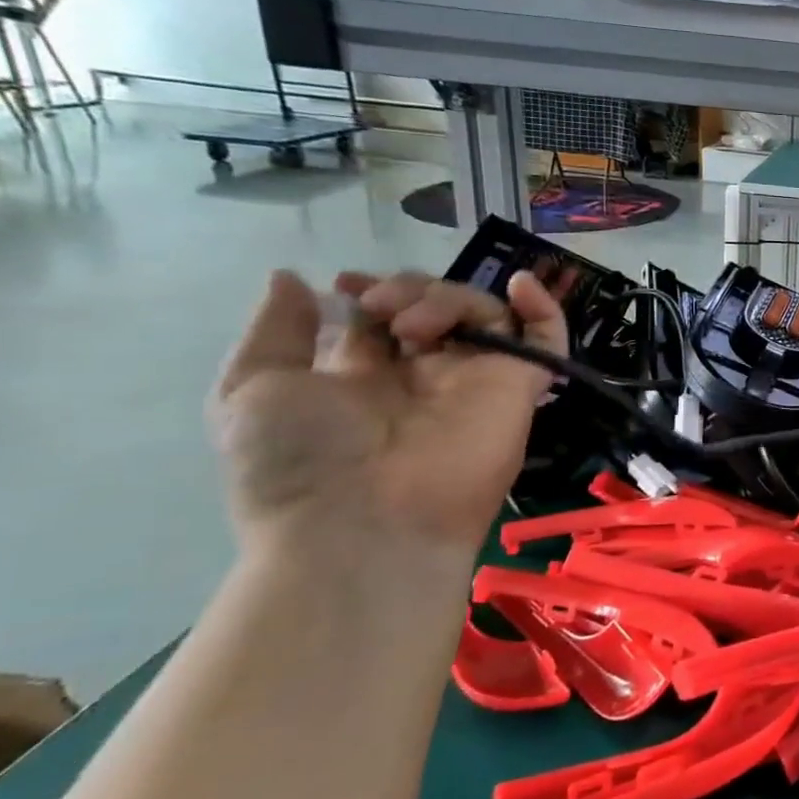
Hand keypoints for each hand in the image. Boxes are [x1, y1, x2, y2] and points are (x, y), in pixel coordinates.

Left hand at [210, 269, 564, 558]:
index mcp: (368, 376)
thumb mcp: (252, 388)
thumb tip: (293, 277)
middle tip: (379, 307)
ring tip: (412, 326)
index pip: (388, 317)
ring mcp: (477, 379)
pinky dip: (543, 308)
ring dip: (447, 298)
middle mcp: (427, 374)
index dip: (372, 292)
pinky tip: (520, 286)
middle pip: (438, 307)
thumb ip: (277, 330)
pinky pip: (547, 340)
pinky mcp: (519, 385)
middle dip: (407, 290)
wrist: (362, 522)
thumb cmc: (300, 461)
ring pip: (484, 312)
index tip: (348, 286)